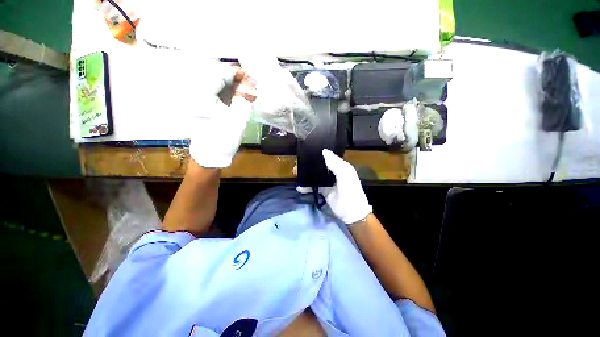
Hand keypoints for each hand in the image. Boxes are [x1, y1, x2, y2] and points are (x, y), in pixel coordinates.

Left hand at [189, 62, 252, 167]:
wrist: (211, 155)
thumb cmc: (224, 139)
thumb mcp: (238, 119)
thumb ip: (245, 99)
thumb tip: (252, 83)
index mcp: (202, 95)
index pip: (221, 74)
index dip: (238, 73)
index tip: (252, 78)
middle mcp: (196, 92)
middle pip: (218, 76)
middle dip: (236, 79)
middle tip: (251, 86)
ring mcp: (198, 98)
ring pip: (218, 83)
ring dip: (233, 86)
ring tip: (246, 92)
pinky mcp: (202, 104)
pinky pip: (216, 92)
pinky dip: (228, 92)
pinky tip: (238, 97)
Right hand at [297, 149, 372, 223]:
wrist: (351, 213)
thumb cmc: (350, 192)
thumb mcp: (345, 176)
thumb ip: (335, 164)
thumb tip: (324, 151)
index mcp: (341, 167)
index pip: (329, 157)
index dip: (320, 153)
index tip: (308, 149)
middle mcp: (334, 173)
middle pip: (321, 165)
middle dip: (312, 164)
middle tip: (299, 161)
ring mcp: (328, 182)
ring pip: (316, 175)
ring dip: (308, 174)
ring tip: (296, 172)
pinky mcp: (324, 191)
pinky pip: (313, 186)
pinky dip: (306, 186)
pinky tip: (299, 186)